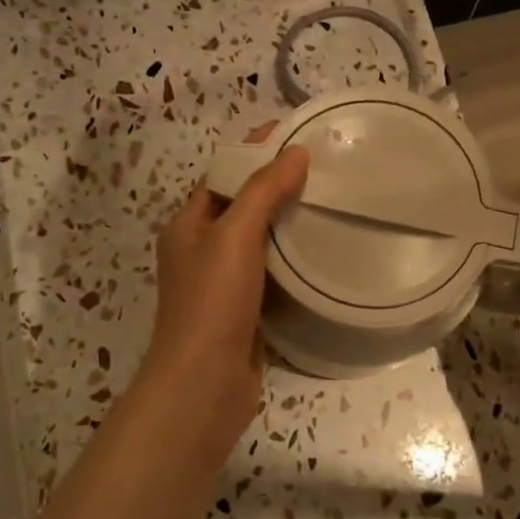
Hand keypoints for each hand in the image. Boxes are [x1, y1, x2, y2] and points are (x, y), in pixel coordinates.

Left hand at [139, 144, 308, 456]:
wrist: (204, 384)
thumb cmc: (212, 302)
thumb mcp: (235, 235)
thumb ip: (263, 191)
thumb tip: (295, 151)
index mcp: (188, 224)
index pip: (223, 173)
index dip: (255, 151)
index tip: (297, 134)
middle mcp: (201, 249)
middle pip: (242, 205)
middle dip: (278, 185)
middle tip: (325, 168)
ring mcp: (222, 282)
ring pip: (258, 240)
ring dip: (287, 222)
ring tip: (331, 201)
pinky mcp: (244, 310)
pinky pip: (270, 272)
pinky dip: (291, 258)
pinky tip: (322, 251)